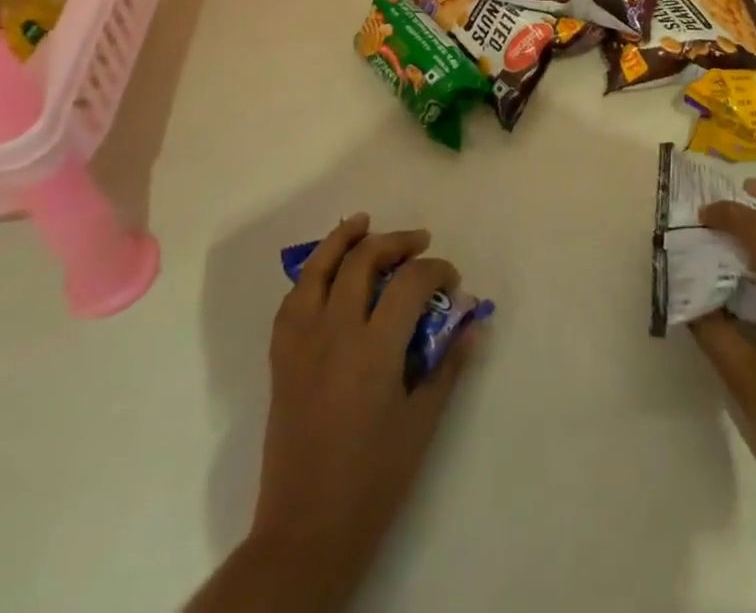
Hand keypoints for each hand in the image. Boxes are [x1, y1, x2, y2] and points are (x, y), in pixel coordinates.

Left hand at [225, 214, 481, 612]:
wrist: (305, 532)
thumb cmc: (373, 480)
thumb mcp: (423, 422)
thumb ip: (449, 365)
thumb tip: (474, 322)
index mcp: (374, 349)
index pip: (410, 282)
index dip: (437, 270)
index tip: (453, 281)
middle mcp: (335, 333)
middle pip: (363, 261)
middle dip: (397, 243)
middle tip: (420, 244)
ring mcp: (302, 344)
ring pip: (318, 269)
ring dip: (343, 240)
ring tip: (364, 222)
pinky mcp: (281, 360)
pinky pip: (292, 301)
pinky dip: (311, 275)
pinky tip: (326, 271)